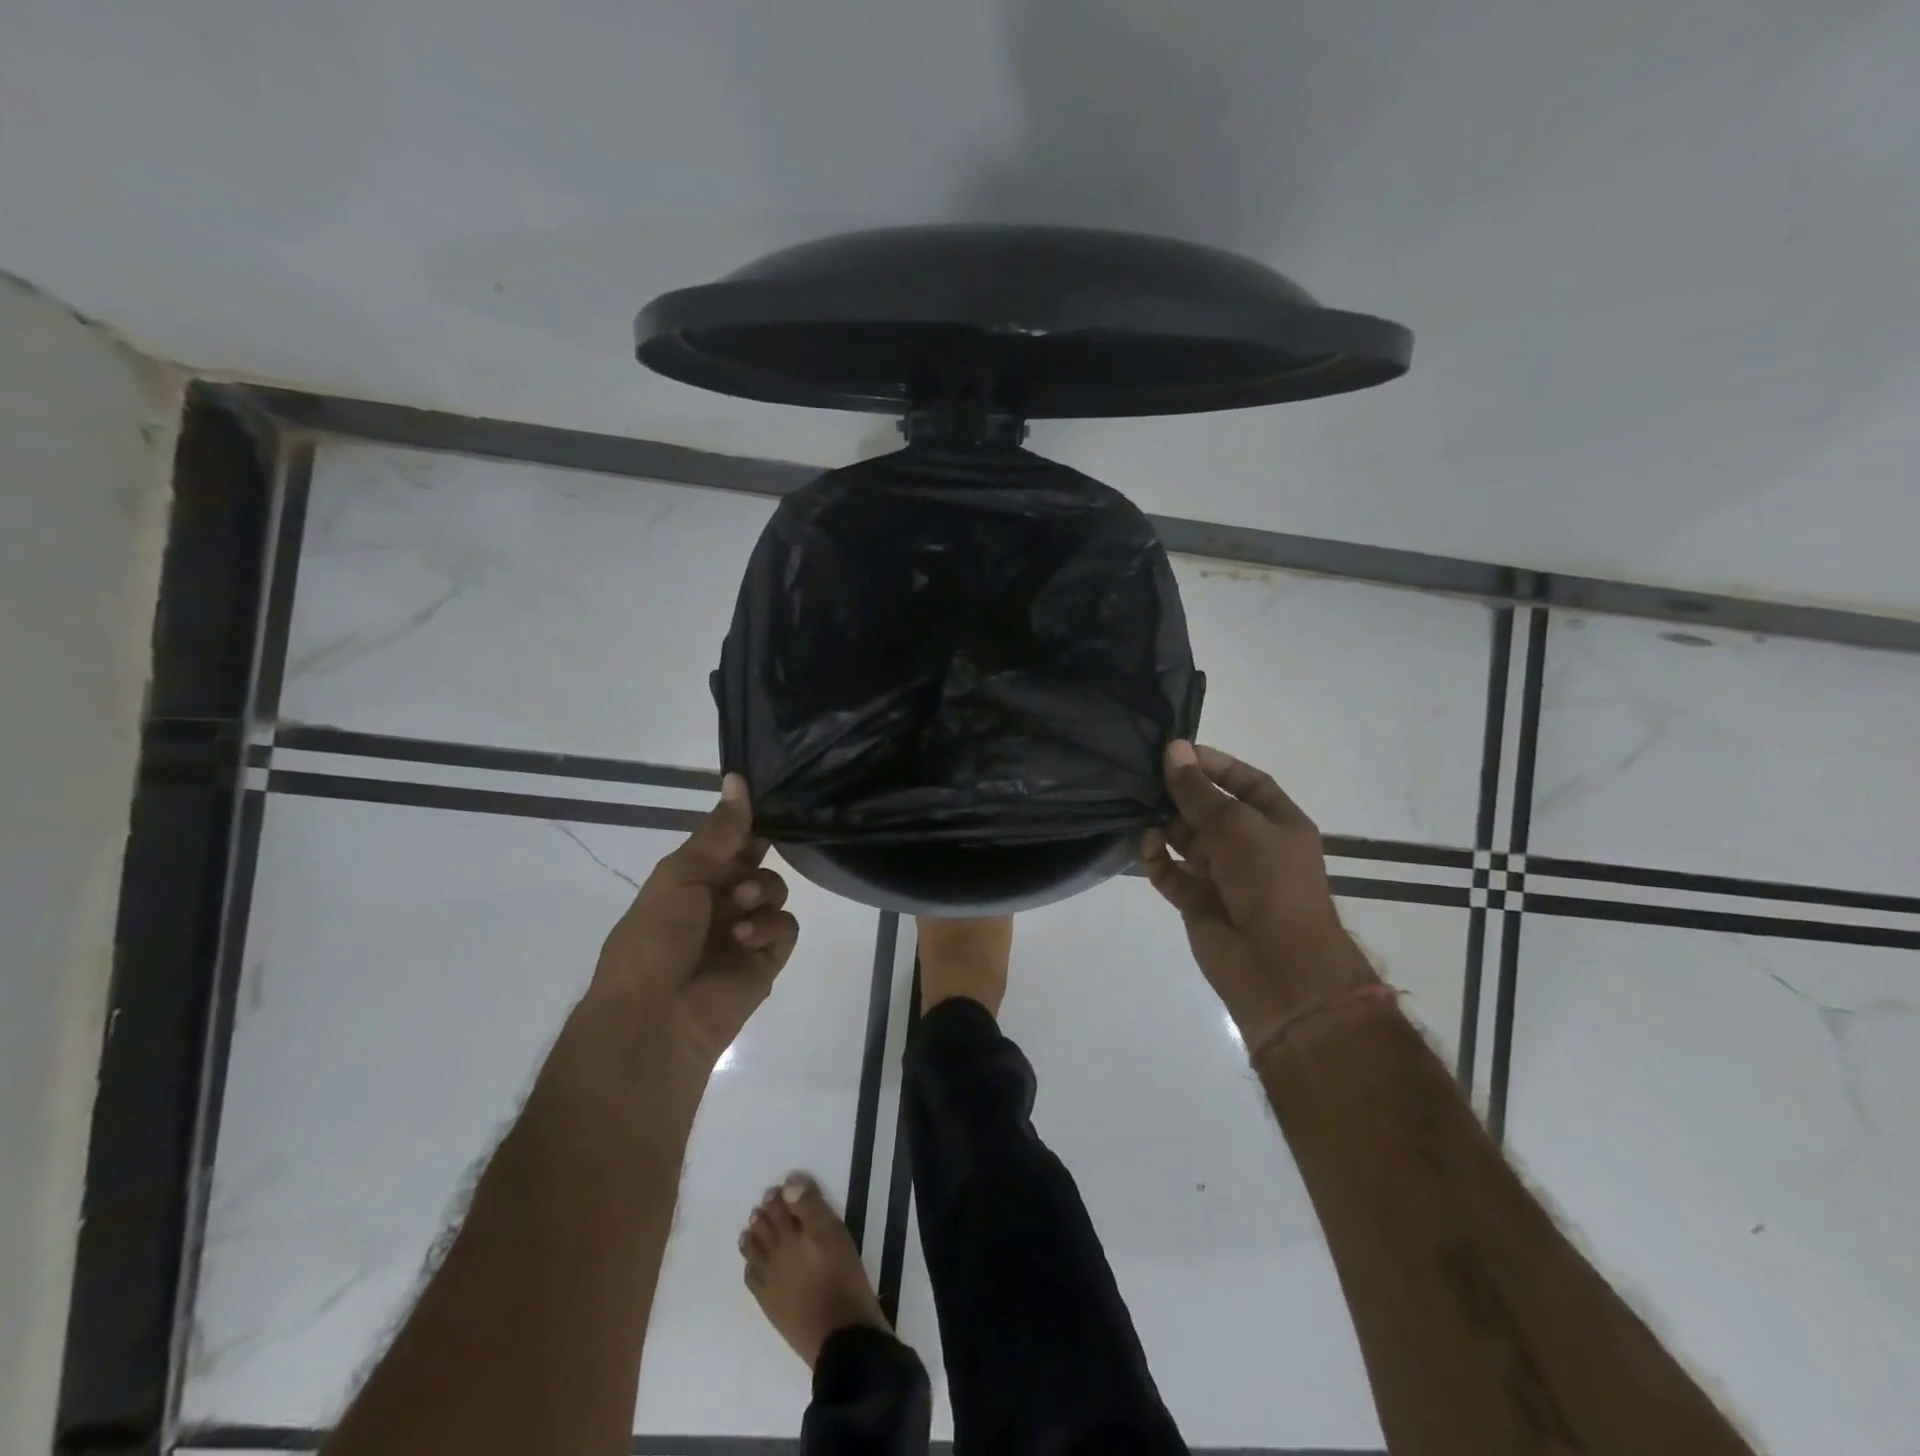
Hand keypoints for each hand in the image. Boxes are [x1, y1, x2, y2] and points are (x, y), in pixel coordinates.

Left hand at [589, 775, 799, 1074]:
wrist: (654, 1018)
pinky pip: (786, 927)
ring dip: (761, 894)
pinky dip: (770, 928)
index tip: (770, 805)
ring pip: (776, 891)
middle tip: (743, 874)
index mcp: (691, 879)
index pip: (730, 841)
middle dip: (755, 861)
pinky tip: (746, 939)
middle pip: (757, 863)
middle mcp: (719, 902)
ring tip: (739, 913)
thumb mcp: (681, 874)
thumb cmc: (655, 937)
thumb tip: (738, 777)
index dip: (747, 824)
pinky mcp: (766, 960)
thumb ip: (720, 831)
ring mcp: (744, 932)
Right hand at [1142, 741, 1372, 1043]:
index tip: (1177, 752)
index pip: (1245, 782)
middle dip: (1181, 794)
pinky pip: (1172, 873)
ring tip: (1137, 809)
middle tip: (1144, 777)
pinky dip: (1157, 859)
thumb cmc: (1268, 881)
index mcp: (1277, 823)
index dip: (1215, 765)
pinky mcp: (1198, 902)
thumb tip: (1173, 749)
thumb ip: (1198, 790)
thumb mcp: (1235, 824)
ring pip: (1186, 841)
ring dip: (1164, 826)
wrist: (1278, 965)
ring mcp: (1224, 876)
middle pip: (1210, 810)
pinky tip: (1146, 847)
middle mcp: (1251, 847)